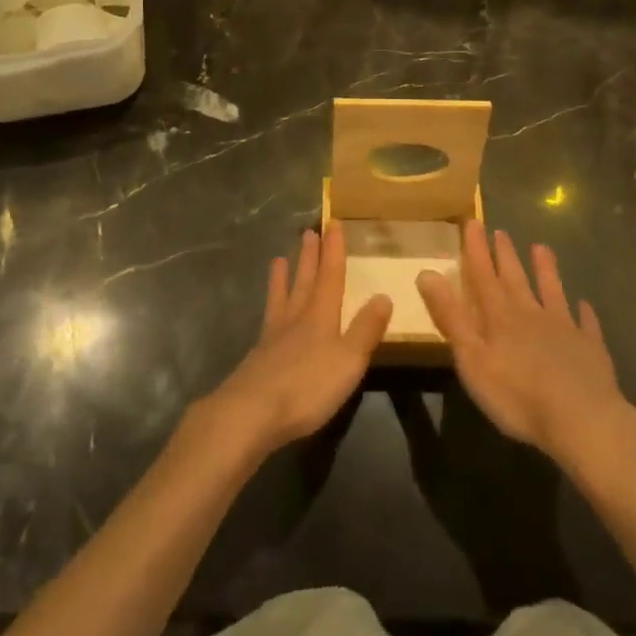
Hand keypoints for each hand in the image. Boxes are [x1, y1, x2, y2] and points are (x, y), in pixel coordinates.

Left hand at [206, 224, 391, 460]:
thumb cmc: (307, 386)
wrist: (251, 412)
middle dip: (310, 256)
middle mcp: (296, 318)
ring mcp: (274, 336)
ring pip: (282, 297)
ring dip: (284, 277)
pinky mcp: (259, 356)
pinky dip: (270, 307)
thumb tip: (383, 295)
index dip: (333, 250)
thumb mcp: (348, 360)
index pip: (330, 275)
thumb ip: (366, 329)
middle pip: (305, 280)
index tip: (333, 223)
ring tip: (279, 259)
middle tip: (309, 232)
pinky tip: (269, 313)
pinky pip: (268, 319)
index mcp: (321, 315)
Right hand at [417, 224, 635, 473]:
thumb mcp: (472, 358)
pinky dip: (584, 313)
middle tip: (500, 231)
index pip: (483, 276)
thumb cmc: (518, 395)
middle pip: (515, 279)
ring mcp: (564, 329)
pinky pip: (586, 324)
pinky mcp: (590, 349)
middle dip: (505, 255)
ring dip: (545, 270)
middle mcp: (531, 314)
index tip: (472, 222)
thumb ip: (451, 316)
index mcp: (500, 317)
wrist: (582, 419)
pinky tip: (585, 305)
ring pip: (551, 292)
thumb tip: (426, 273)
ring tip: (542, 248)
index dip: (476, 250)